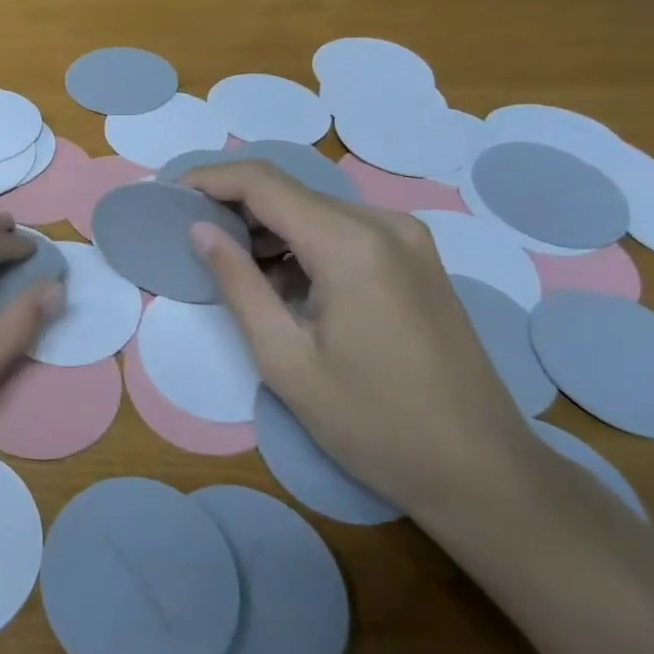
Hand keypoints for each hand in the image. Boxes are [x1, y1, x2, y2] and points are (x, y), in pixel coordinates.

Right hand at [182, 162, 534, 524]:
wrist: (484, 473)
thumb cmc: (375, 424)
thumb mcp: (286, 360)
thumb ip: (237, 284)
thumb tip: (199, 230)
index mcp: (350, 244)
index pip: (263, 182)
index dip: (209, 179)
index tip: (168, 195)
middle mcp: (383, 224)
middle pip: (289, 191)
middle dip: (233, 205)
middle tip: (189, 236)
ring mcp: (407, 239)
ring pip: (315, 210)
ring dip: (267, 228)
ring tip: (229, 265)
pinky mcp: (416, 260)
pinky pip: (343, 232)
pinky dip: (301, 244)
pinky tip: (281, 283)